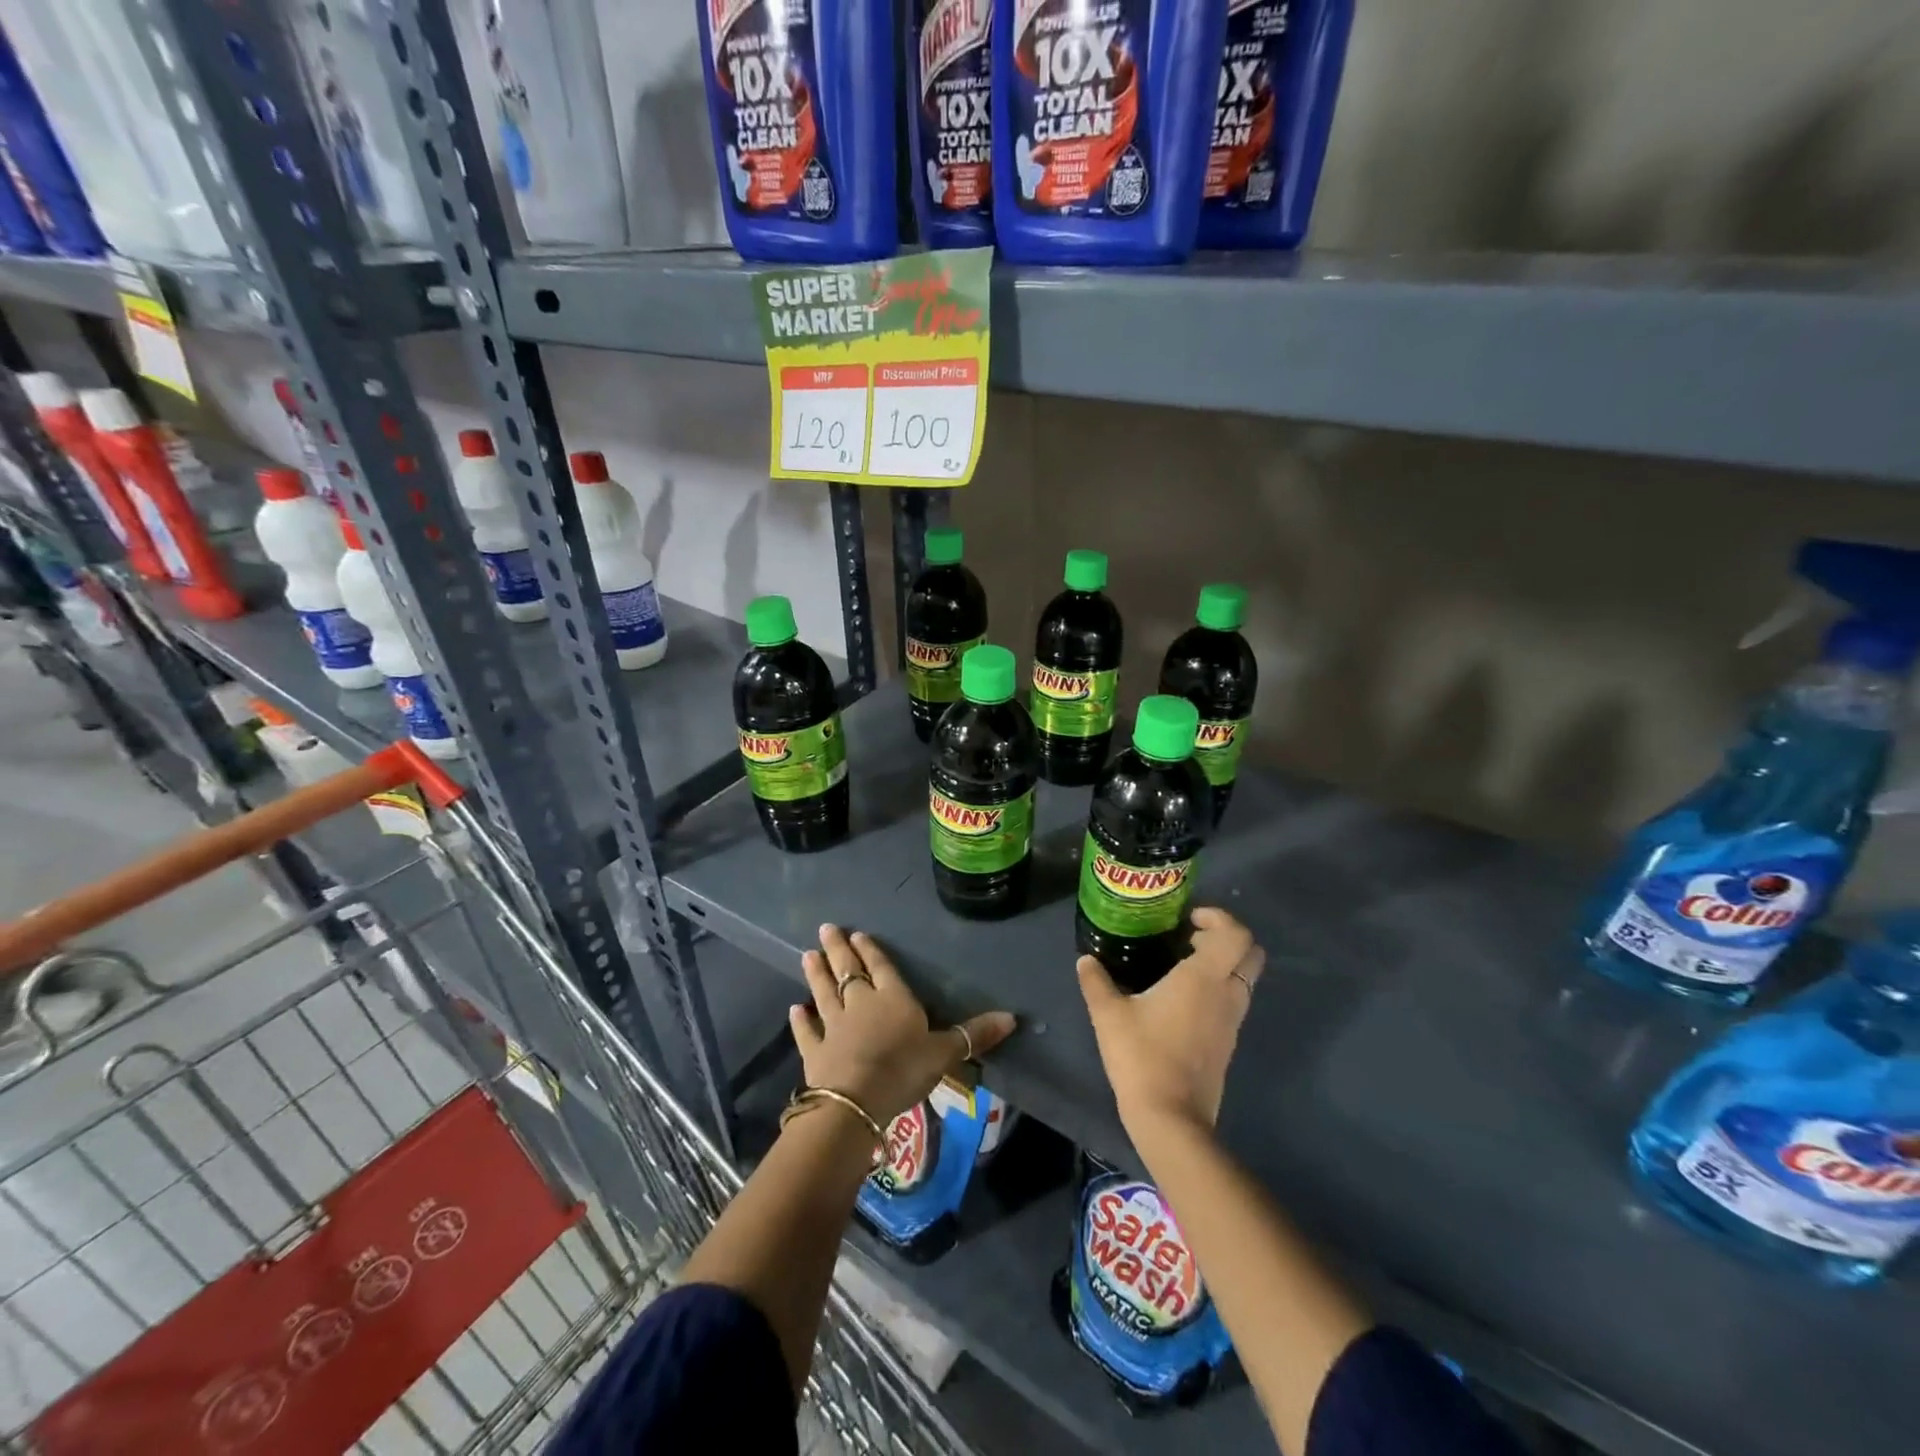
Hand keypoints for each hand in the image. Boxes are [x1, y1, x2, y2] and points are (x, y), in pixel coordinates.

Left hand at [793, 925, 1014, 1125]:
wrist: (856, 1101)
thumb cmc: (904, 1068)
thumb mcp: (946, 1052)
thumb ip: (974, 1034)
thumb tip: (1013, 1017)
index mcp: (893, 997)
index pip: (881, 967)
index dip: (870, 950)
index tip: (857, 934)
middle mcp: (860, 1003)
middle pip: (848, 970)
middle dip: (838, 949)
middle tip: (825, 928)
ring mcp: (834, 1026)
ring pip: (824, 992)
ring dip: (816, 974)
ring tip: (806, 954)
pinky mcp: (815, 1051)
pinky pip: (807, 1031)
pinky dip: (801, 1021)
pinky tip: (795, 1009)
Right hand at [1077, 906, 1263, 1140]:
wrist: (1171, 1118)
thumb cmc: (1142, 1056)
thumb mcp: (1109, 1014)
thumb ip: (1096, 981)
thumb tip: (1085, 960)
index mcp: (1204, 978)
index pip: (1236, 934)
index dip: (1219, 918)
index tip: (1190, 919)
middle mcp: (1227, 993)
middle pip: (1251, 953)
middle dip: (1227, 937)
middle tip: (1191, 938)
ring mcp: (1232, 1021)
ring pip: (1245, 978)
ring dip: (1224, 963)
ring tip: (1183, 966)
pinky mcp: (1229, 1043)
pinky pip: (1235, 1001)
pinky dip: (1220, 988)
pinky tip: (1184, 999)